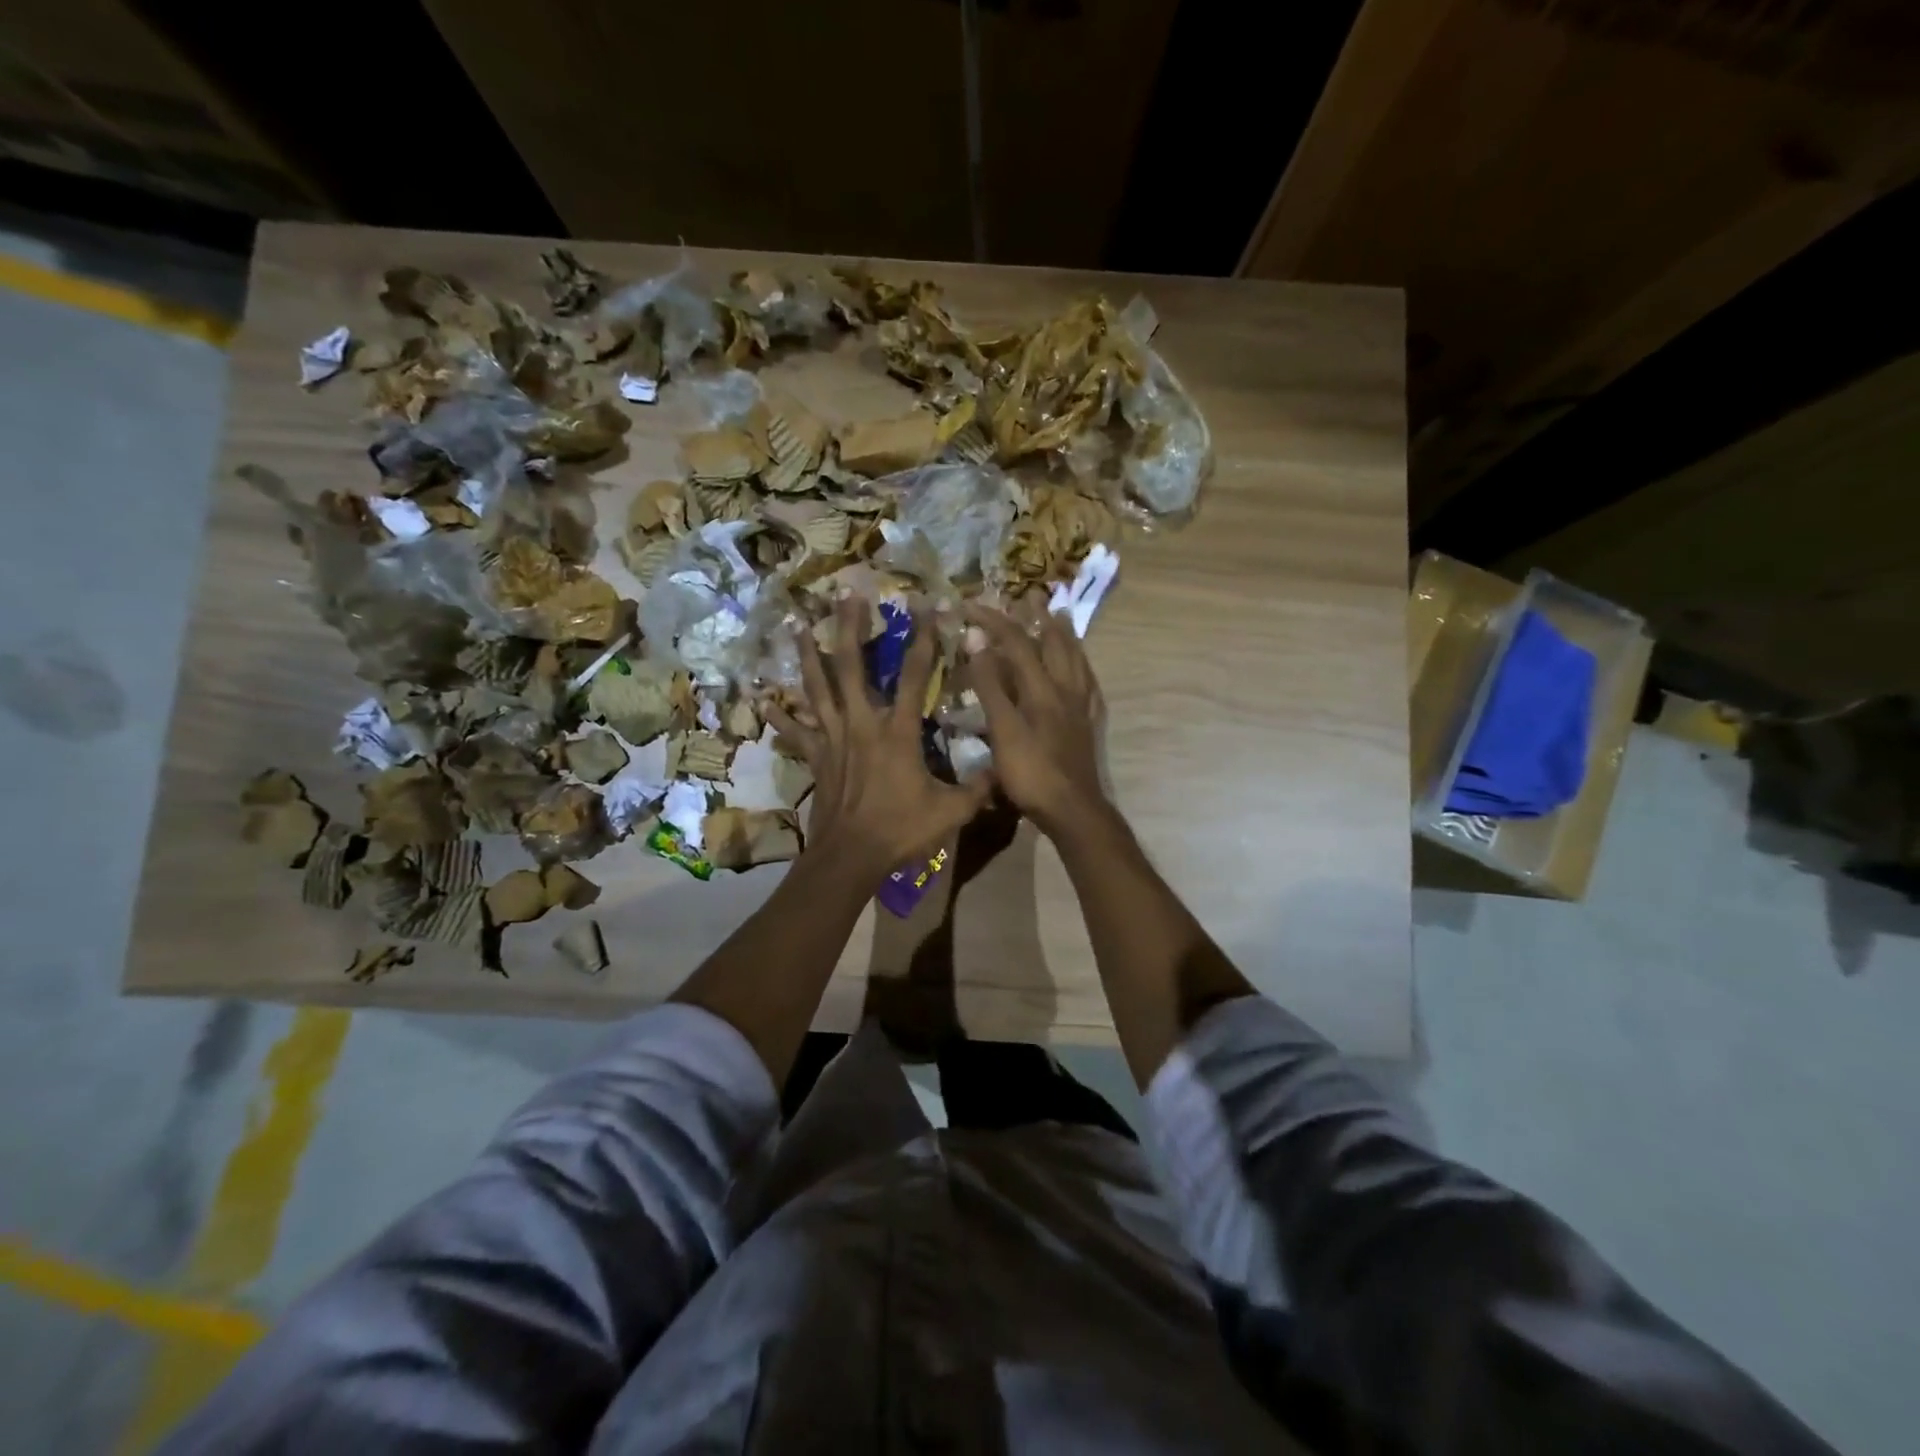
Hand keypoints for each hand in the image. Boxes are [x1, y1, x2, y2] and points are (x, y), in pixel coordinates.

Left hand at [766, 596, 992, 878]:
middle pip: (851, 666)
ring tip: (796, 622)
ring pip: (816, 688)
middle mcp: (862, 724)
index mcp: (897, 732)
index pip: (915, 675)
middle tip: (845, 593)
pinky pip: (795, 731)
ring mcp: (833, 739)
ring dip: (806, 654)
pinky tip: (763, 698)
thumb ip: (978, 787)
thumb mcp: (951, 810)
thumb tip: (1004, 770)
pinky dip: (779, 715)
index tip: (928, 606)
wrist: (851, 857)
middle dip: (848, 627)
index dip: (924, 639)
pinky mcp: (816, 757)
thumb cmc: (901, 830)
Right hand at [965, 603, 1107, 838]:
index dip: (993, 620)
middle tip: (1030, 596)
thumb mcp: (1003, 729)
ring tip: (1060, 618)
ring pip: (1076, 660)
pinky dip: (1082, 668)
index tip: (970, 605)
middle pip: (1055, 644)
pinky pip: (1088, 685)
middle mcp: (1065, 690)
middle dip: (1039, 617)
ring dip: (1065, 636)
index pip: (1017, 643)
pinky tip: (1081, 671)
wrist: (1072, 810)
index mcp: (1042, 688)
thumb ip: (990, 685)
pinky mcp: (1087, 725)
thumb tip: (977, 639)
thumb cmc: (1031, 773)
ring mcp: (1080, 707)